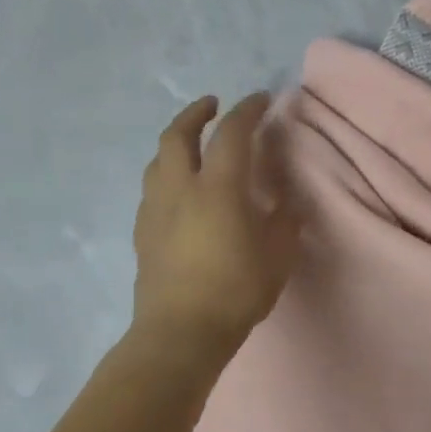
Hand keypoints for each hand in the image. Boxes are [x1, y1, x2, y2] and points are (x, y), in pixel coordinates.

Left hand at [132, 93, 301, 358]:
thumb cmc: (235, 292)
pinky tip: (178, 191)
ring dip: (175, 142)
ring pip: (158, 160)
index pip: (232, 134)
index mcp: (217, 188)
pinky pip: (152, 189)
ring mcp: (155, 210)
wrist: (180, 332)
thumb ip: (284, 223)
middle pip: (178, 135)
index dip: (248, 110)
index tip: (261, 99)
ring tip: (192, 145)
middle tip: (213, 105)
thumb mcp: (277, 258)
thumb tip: (287, 203)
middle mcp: (180, 188)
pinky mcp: (143, 233)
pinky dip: (166, 174)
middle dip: (196, 113)